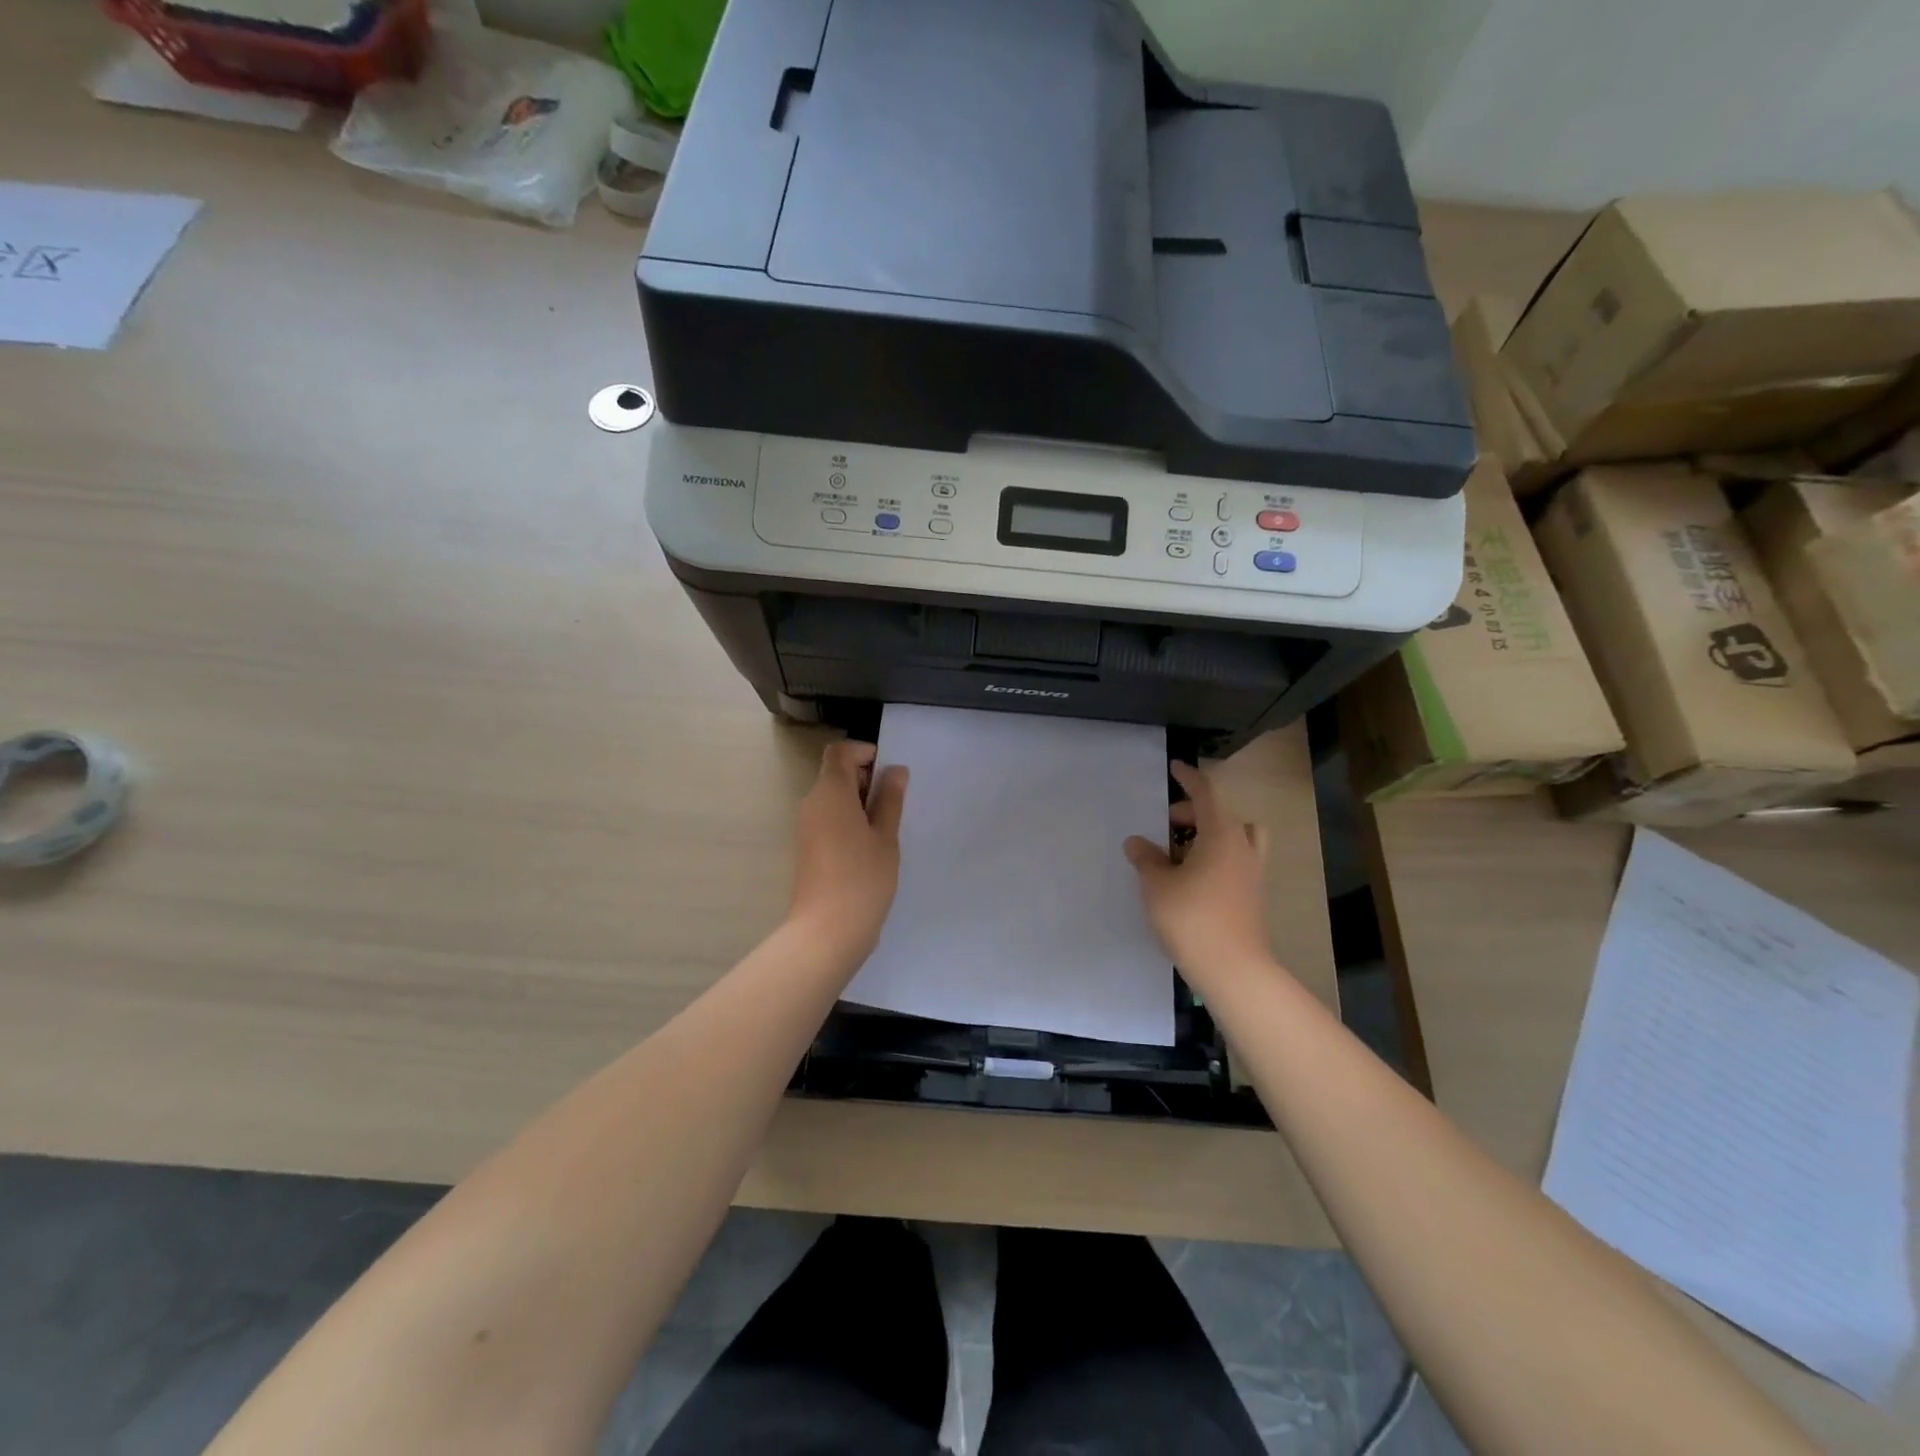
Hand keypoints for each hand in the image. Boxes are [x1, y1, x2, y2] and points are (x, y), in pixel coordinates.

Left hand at [788, 740, 908, 959]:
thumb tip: (895, 771)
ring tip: (886, 830)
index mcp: (830, 792)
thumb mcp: (885, 836)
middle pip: (835, 774)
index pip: (840, 752)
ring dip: (859, 803)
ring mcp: (806, 827)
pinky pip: (828, 819)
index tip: (890, 773)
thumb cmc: (862, 878)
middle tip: (894, 805)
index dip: (864, 753)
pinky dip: (849, 821)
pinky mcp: (808, 848)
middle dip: (865, 779)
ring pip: (833, 798)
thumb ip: (890, 800)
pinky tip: (870, 848)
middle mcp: (812, 803)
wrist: (827, 931)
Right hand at [1124, 760, 1273, 987]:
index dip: (1188, 778)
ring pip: (1235, 837)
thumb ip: (1146, 858)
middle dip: (1192, 813)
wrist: (1232, 968)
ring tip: (1181, 851)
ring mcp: (1252, 872)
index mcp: (1221, 835)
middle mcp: (1242, 847)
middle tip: (1164, 826)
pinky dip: (1216, 856)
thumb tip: (1136, 842)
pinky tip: (1191, 877)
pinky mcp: (1252, 894)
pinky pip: (1235, 859)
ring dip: (1210, 834)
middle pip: (1221, 814)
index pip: (1205, 794)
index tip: (1175, 767)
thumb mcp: (1157, 885)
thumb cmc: (1191, 918)